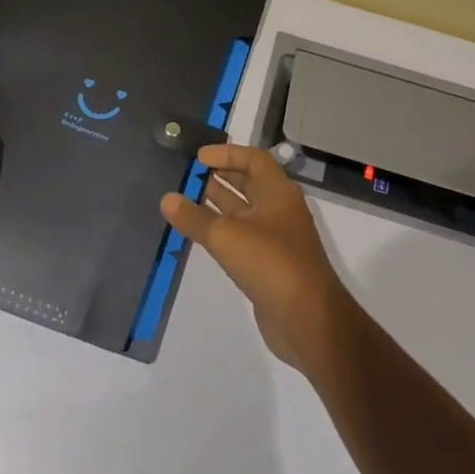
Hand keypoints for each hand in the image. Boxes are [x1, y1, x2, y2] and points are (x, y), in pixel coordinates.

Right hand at [160, 145, 355, 376]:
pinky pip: (241, 237)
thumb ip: (195, 217)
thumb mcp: (227, 236)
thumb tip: (167, 198)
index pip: (254, 159)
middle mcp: (279, 210)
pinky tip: (198, 233)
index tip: (198, 157)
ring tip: (184, 198)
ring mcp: (275, 238)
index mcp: (278, 192)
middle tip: (187, 175)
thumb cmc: (271, 263)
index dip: (227, 154)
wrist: (307, 320)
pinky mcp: (268, 264)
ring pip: (243, 211)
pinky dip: (221, 230)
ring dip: (217, 203)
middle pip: (249, 183)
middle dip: (220, 176)